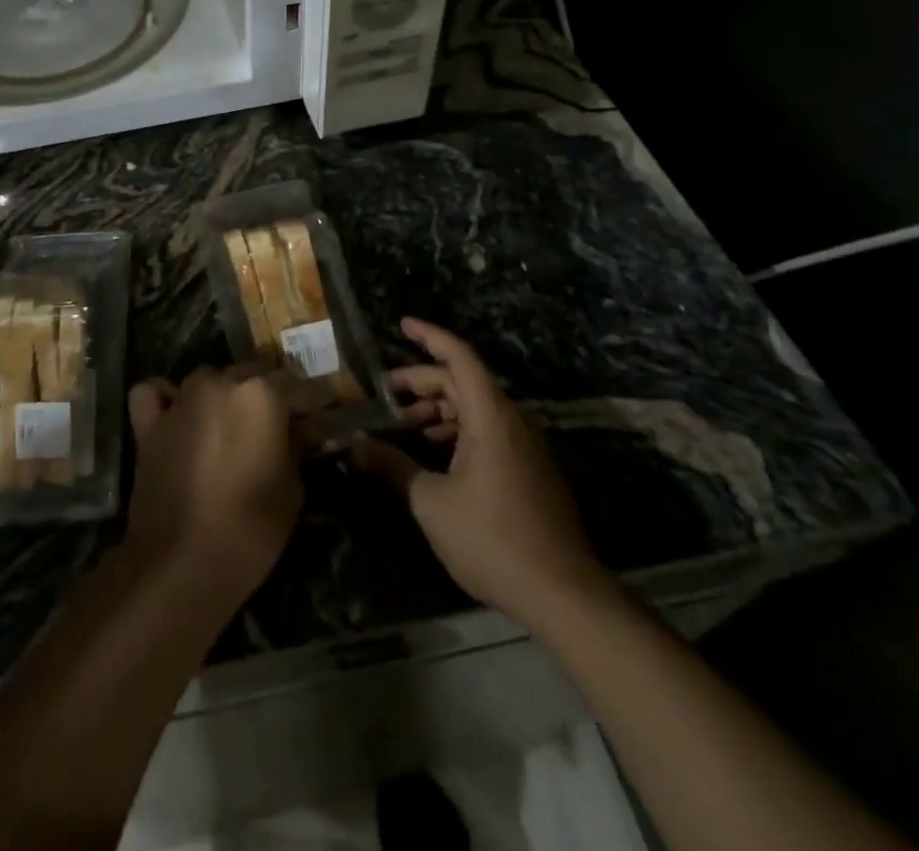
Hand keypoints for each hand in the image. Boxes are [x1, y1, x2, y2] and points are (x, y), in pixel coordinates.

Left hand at [125, 367, 303, 605]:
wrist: (179, 564)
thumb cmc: (249, 530)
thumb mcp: (292, 491)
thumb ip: (297, 447)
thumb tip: (302, 429)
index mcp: (261, 394)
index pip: (298, 385)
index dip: (312, 404)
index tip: (321, 419)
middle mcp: (220, 383)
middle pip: (252, 375)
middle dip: (269, 396)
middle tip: (278, 427)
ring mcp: (181, 400)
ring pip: (209, 379)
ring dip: (223, 394)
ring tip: (230, 426)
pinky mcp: (150, 423)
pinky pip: (156, 394)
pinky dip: (166, 398)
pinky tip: (177, 415)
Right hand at [354, 319, 611, 622]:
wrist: (563, 594)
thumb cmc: (492, 539)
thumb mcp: (430, 502)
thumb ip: (392, 467)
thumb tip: (354, 448)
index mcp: (490, 416)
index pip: (459, 357)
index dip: (429, 336)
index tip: (402, 325)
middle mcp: (512, 421)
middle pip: (464, 382)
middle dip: (423, 382)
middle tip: (386, 394)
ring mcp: (526, 446)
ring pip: (477, 408)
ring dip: (441, 409)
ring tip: (407, 424)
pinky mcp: (531, 470)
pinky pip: (491, 431)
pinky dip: (460, 430)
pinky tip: (438, 454)